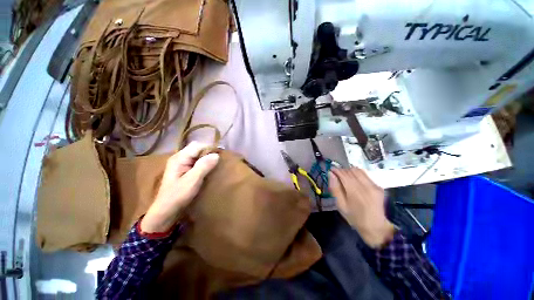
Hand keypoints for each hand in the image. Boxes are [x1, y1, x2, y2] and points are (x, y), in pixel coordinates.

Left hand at [141, 142, 219, 232]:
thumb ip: (204, 166)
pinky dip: (204, 162)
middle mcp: (179, 157)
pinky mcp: (183, 170)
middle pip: (197, 148)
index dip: (210, 148)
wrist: (165, 211)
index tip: (221, 154)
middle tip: (219, 159)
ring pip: (197, 154)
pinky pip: (196, 161)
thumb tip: (216, 155)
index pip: (198, 146)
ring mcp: (181, 163)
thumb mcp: (192, 181)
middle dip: (209, 151)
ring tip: (216, 162)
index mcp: (179, 158)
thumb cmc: (178, 196)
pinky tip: (209, 168)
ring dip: (207, 157)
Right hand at [329, 168, 395, 248]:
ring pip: (358, 170)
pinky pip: (365, 174)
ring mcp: (373, 185)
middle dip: (342, 170)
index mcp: (354, 191)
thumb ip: (335, 188)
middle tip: (337, 175)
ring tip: (345, 177)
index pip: (343, 174)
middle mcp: (365, 186)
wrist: (376, 227)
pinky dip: (357, 174)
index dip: (336, 170)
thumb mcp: (340, 205)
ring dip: (349, 171)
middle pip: (351, 171)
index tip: (331, 170)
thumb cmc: (354, 217)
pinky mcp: (378, 186)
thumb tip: (331, 174)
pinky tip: (355, 180)